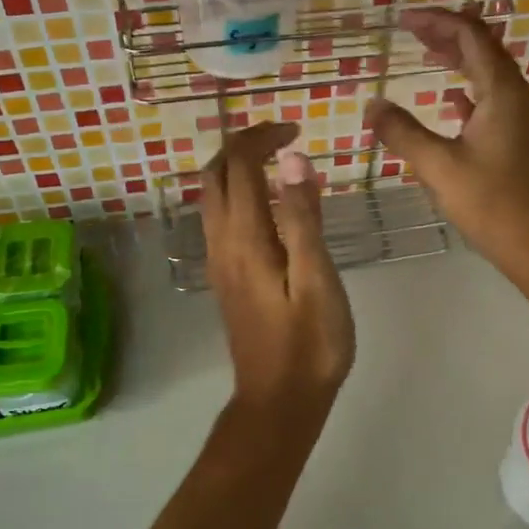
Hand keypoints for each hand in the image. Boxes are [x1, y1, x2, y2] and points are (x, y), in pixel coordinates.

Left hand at [201, 122, 354, 417]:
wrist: (279, 400)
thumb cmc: (310, 343)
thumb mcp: (317, 278)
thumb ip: (303, 217)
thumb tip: (293, 159)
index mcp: (245, 238)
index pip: (240, 165)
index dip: (263, 137)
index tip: (297, 129)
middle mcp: (221, 242)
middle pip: (215, 174)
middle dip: (244, 143)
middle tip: (285, 137)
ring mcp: (219, 260)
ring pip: (211, 194)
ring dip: (236, 165)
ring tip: (275, 159)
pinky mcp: (225, 275)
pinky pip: (219, 215)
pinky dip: (236, 190)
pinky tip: (267, 201)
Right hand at [364, 9, 528, 282]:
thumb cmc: (495, 203)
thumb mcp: (439, 167)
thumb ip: (403, 133)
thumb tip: (372, 105)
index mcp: (502, 92)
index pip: (471, 36)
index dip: (438, 21)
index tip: (403, 20)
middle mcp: (517, 97)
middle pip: (484, 49)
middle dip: (448, 35)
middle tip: (412, 32)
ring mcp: (523, 120)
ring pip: (489, 75)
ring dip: (459, 61)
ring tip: (428, 56)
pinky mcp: (522, 142)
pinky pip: (494, 101)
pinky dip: (470, 92)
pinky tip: (452, 103)